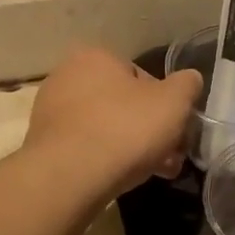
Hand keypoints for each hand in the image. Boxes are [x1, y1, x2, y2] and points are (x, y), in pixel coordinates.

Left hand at [24, 47, 202, 196]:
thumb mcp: (174, 103)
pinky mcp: (44, 143)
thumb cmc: (125, 129)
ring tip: (154, 172)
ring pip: (107, 128)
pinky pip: (87, 147)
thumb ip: (187, 86)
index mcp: (96, 56)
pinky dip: (106, 159)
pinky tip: (122, 178)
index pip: (142, 77)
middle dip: (150, 130)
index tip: (176, 131)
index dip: (165, 105)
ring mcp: (51, 111)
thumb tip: (190, 80)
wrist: (70, 176)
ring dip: (133, 147)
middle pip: (124, 104)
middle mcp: (67, 76)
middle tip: (170, 156)